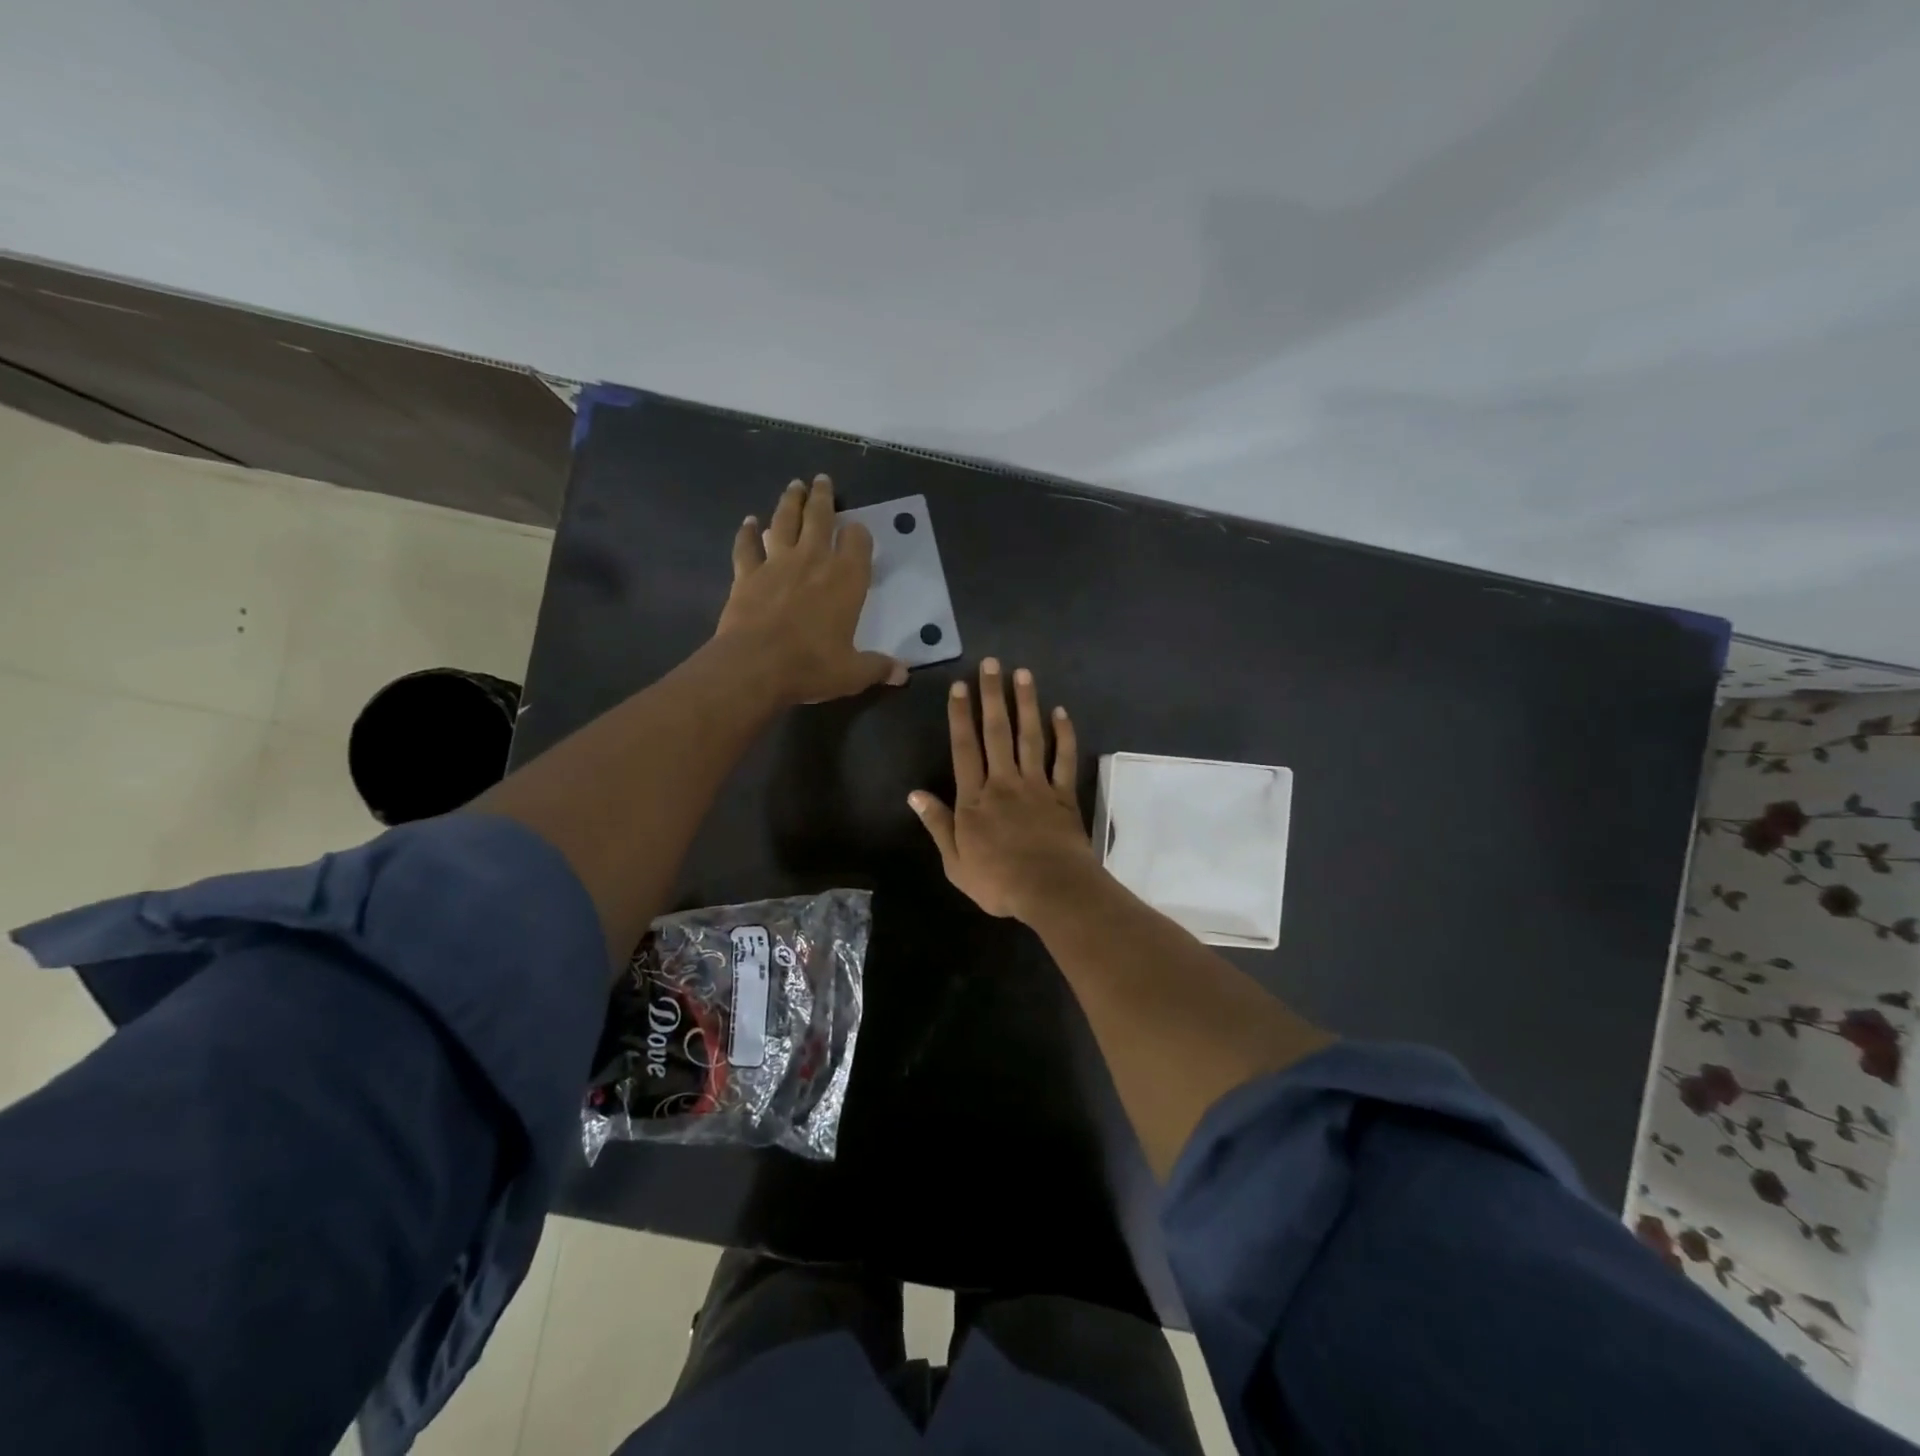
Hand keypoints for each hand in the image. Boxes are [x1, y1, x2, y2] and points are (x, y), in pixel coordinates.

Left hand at [715, 474, 905, 704]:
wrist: (754, 666)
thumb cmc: (811, 666)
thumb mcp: (852, 673)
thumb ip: (878, 668)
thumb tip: (903, 674)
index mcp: (846, 580)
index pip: (858, 542)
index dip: (859, 534)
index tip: (858, 530)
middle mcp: (813, 561)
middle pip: (819, 518)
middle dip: (823, 498)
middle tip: (822, 480)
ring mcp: (776, 564)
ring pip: (784, 522)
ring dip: (790, 502)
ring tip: (794, 486)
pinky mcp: (746, 575)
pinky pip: (747, 547)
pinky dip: (747, 533)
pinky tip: (748, 522)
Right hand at [909, 659, 1100, 920]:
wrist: (1050, 889)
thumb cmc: (998, 881)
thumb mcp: (955, 861)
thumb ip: (938, 825)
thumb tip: (914, 795)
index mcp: (975, 799)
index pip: (964, 748)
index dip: (960, 716)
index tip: (960, 686)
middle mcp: (1004, 782)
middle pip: (997, 732)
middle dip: (992, 696)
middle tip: (991, 663)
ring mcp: (1036, 785)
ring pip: (1030, 737)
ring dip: (1026, 703)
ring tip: (1022, 673)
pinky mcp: (1063, 795)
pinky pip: (1063, 759)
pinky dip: (1063, 735)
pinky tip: (1060, 712)